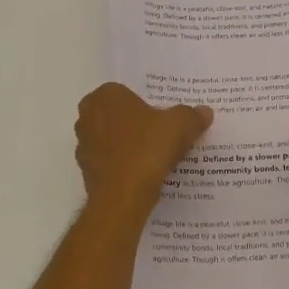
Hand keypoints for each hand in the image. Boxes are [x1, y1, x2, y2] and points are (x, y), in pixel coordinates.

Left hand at [75, 83, 211, 215]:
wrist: (123, 196)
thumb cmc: (148, 148)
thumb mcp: (181, 126)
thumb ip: (192, 115)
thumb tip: (204, 111)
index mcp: (106, 96)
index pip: (127, 93)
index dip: (146, 105)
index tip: (164, 118)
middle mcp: (88, 116)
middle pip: (118, 116)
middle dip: (136, 124)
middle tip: (161, 134)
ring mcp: (83, 145)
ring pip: (112, 140)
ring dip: (128, 145)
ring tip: (155, 157)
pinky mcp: (85, 171)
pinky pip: (109, 162)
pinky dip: (122, 166)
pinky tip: (143, 175)